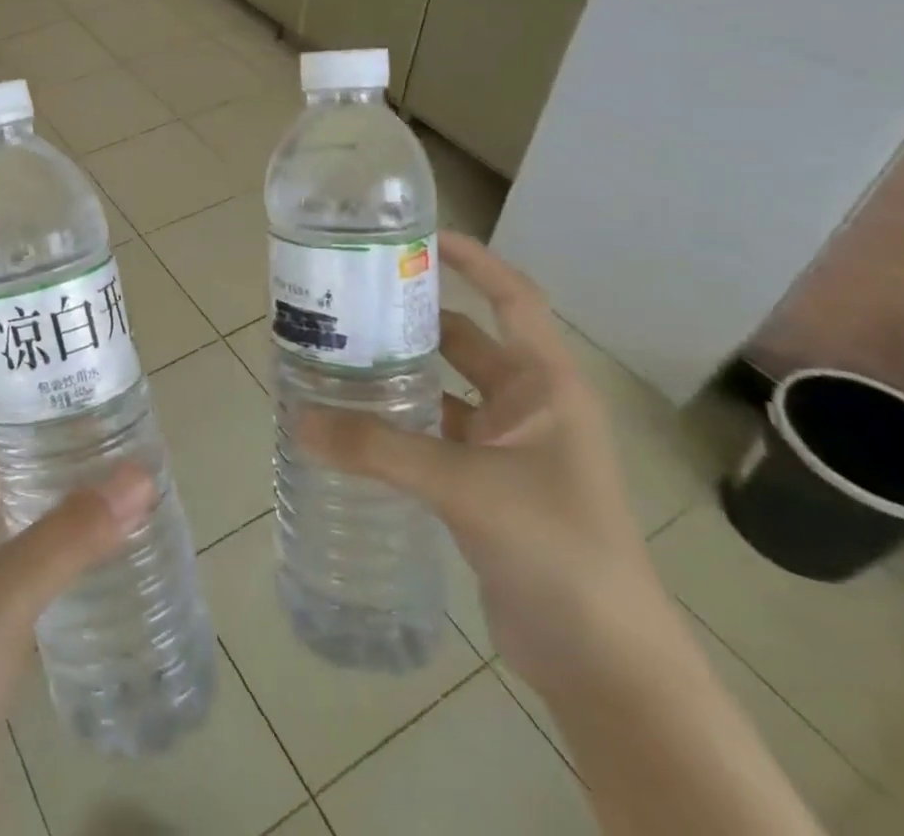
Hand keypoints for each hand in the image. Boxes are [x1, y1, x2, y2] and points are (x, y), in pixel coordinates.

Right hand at [296, 232, 667, 694]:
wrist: (607, 667)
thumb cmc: (559, 551)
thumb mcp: (466, 487)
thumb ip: (379, 450)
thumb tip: (297, 419)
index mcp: (545, 386)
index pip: (513, 300)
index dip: (474, 261)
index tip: (418, 236)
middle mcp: (528, 407)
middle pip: (464, 341)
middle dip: (411, 317)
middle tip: (347, 297)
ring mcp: (507, 449)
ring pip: (442, 390)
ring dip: (397, 373)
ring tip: (334, 351)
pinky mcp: (484, 486)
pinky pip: (432, 435)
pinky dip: (396, 424)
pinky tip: (351, 421)